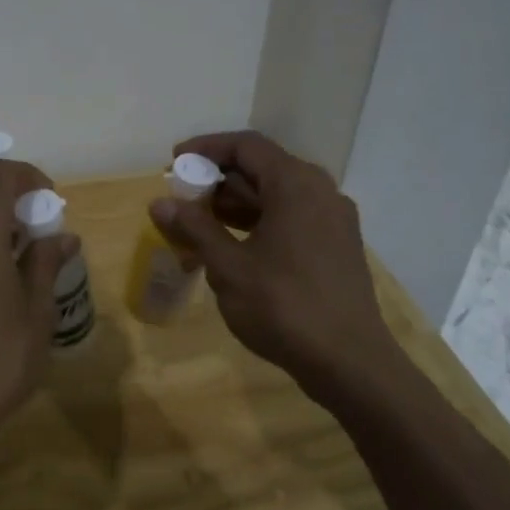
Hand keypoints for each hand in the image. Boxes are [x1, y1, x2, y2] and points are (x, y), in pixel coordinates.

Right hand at [150, 130, 388, 402]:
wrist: (350, 363)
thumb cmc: (284, 307)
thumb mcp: (229, 268)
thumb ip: (195, 228)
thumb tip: (159, 203)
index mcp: (296, 185)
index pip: (246, 146)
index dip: (206, 148)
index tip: (173, 162)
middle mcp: (320, 192)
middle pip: (262, 168)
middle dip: (217, 180)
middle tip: (182, 198)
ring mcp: (333, 220)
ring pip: (277, 196)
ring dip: (236, 204)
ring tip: (198, 226)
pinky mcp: (337, 246)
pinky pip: (292, 218)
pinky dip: (259, 223)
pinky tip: (232, 248)